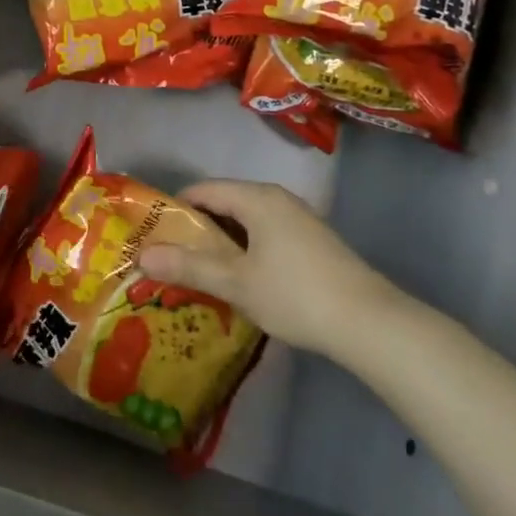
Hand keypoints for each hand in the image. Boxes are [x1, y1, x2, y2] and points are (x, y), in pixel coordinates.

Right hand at [135, 180, 397, 357]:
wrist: (373, 325)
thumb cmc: (296, 295)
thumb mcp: (236, 283)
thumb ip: (189, 267)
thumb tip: (142, 257)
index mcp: (256, 198)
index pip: (203, 190)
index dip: (174, 209)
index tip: (153, 234)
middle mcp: (277, 199)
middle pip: (225, 203)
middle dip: (196, 229)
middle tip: (171, 256)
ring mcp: (298, 220)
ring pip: (246, 222)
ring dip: (222, 243)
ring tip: (199, 271)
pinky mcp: (313, 242)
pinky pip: (265, 235)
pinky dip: (246, 250)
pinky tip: (240, 280)